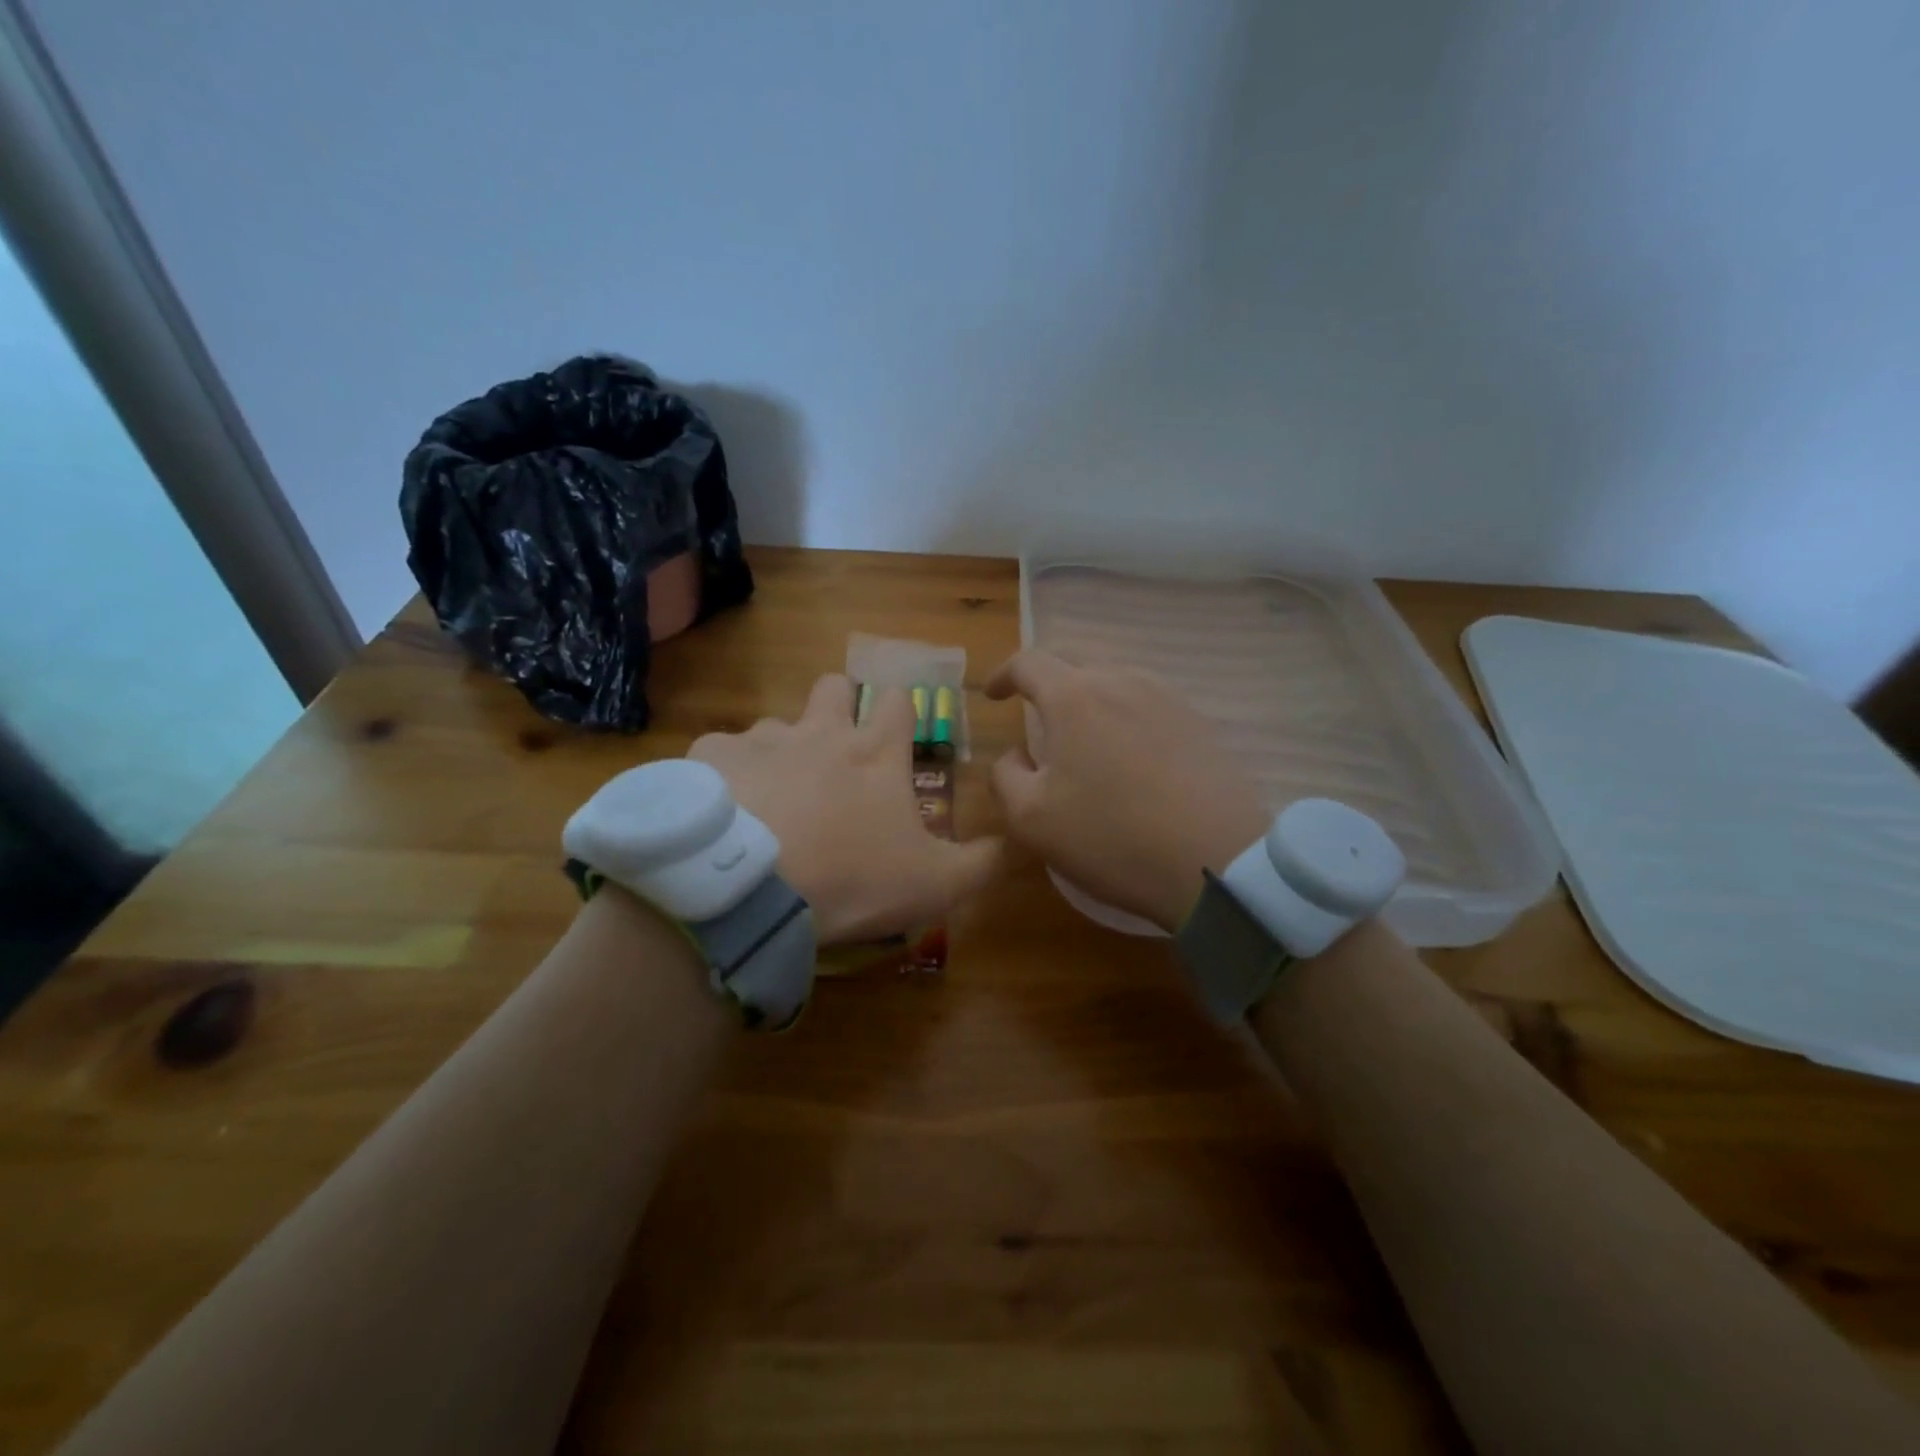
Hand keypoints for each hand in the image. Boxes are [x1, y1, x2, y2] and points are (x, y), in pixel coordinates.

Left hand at [690, 674, 1000, 943]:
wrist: (750, 891)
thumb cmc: (851, 879)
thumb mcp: (934, 884)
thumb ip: (981, 864)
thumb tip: (1009, 845)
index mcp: (875, 753)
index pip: (898, 701)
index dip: (900, 712)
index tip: (897, 734)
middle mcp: (820, 730)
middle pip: (833, 686)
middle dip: (837, 704)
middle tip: (833, 750)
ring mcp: (762, 739)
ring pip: (775, 724)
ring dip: (780, 750)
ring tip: (772, 800)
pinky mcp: (711, 757)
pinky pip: (720, 753)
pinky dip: (727, 775)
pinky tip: (725, 811)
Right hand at [986, 651, 1268, 931]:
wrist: (1216, 860)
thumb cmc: (1111, 837)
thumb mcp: (1031, 819)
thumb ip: (1005, 776)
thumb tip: (1016, 754)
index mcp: (1073, 696)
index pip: (1028, 662)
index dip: (1003, 674)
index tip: (992, 695)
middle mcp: (1121, 681)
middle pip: (1074, 660)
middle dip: (1046, 679)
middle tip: (1034, 710)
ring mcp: (1166, 698)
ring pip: (1114, 679)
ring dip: (1087, 696)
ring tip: (1081, 734)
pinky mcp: (1198, 722)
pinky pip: (1147, 702)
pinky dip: (1123, 714)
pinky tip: (1126, 751)